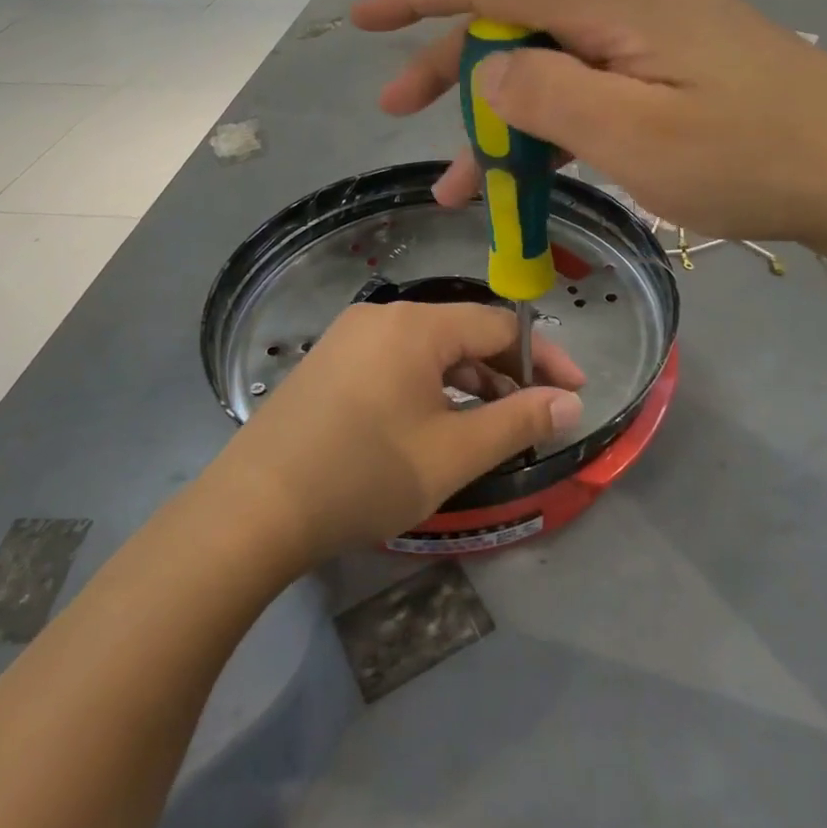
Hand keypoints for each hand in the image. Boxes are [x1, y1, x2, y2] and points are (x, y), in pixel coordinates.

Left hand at [206, 302, 584, 563]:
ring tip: (488, 428)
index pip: (499, 327)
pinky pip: (395, 364)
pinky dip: (428, 388)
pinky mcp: (328, 365)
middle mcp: (381, 317)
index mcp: (415, 325)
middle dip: (505, 375)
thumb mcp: (453, 453)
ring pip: (428, 351)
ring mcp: (348, 339)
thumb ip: (518, 422)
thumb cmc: (364, 475)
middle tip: (533, 418)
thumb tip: (570, 402)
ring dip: (467, 384)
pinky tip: (433, 426)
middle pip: (462, 334)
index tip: (573, 394)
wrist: (253, 510)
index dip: (543, 359)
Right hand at [350, 0, 826, 253]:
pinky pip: (591, 88)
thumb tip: (486, 71)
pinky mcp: (673, 71)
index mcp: (618, 4)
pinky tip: (528, 173)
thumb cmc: (752, 159)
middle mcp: (631, 4)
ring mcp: (655, 38)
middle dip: (450, 67)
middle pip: (517, 22)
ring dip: (500, 116)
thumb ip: (549, 97)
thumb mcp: (636, 137)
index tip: (364, 20)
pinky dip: (551, 128)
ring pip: (552, 65)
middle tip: (398, 112)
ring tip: (459, 182)